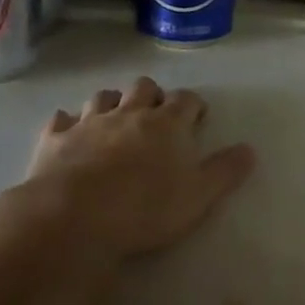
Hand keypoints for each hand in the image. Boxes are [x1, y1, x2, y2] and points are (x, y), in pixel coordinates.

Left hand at [16, 76, 255, 260]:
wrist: (74, 216)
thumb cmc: (145, 208)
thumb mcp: (199, 197)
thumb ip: (225, 171)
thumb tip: (249, 149)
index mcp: (166, 124)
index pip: (186, 100)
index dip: (193, 105)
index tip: (197, 115)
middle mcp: (128, 113)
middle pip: (144, 88)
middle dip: (153, 95)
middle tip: (157, 114)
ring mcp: (88, 123)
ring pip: (103, 97)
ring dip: (112, 102)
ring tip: (116, 116)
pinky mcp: (55, 139)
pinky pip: (61, 119)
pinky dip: (68, 121)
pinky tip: (68, 128)